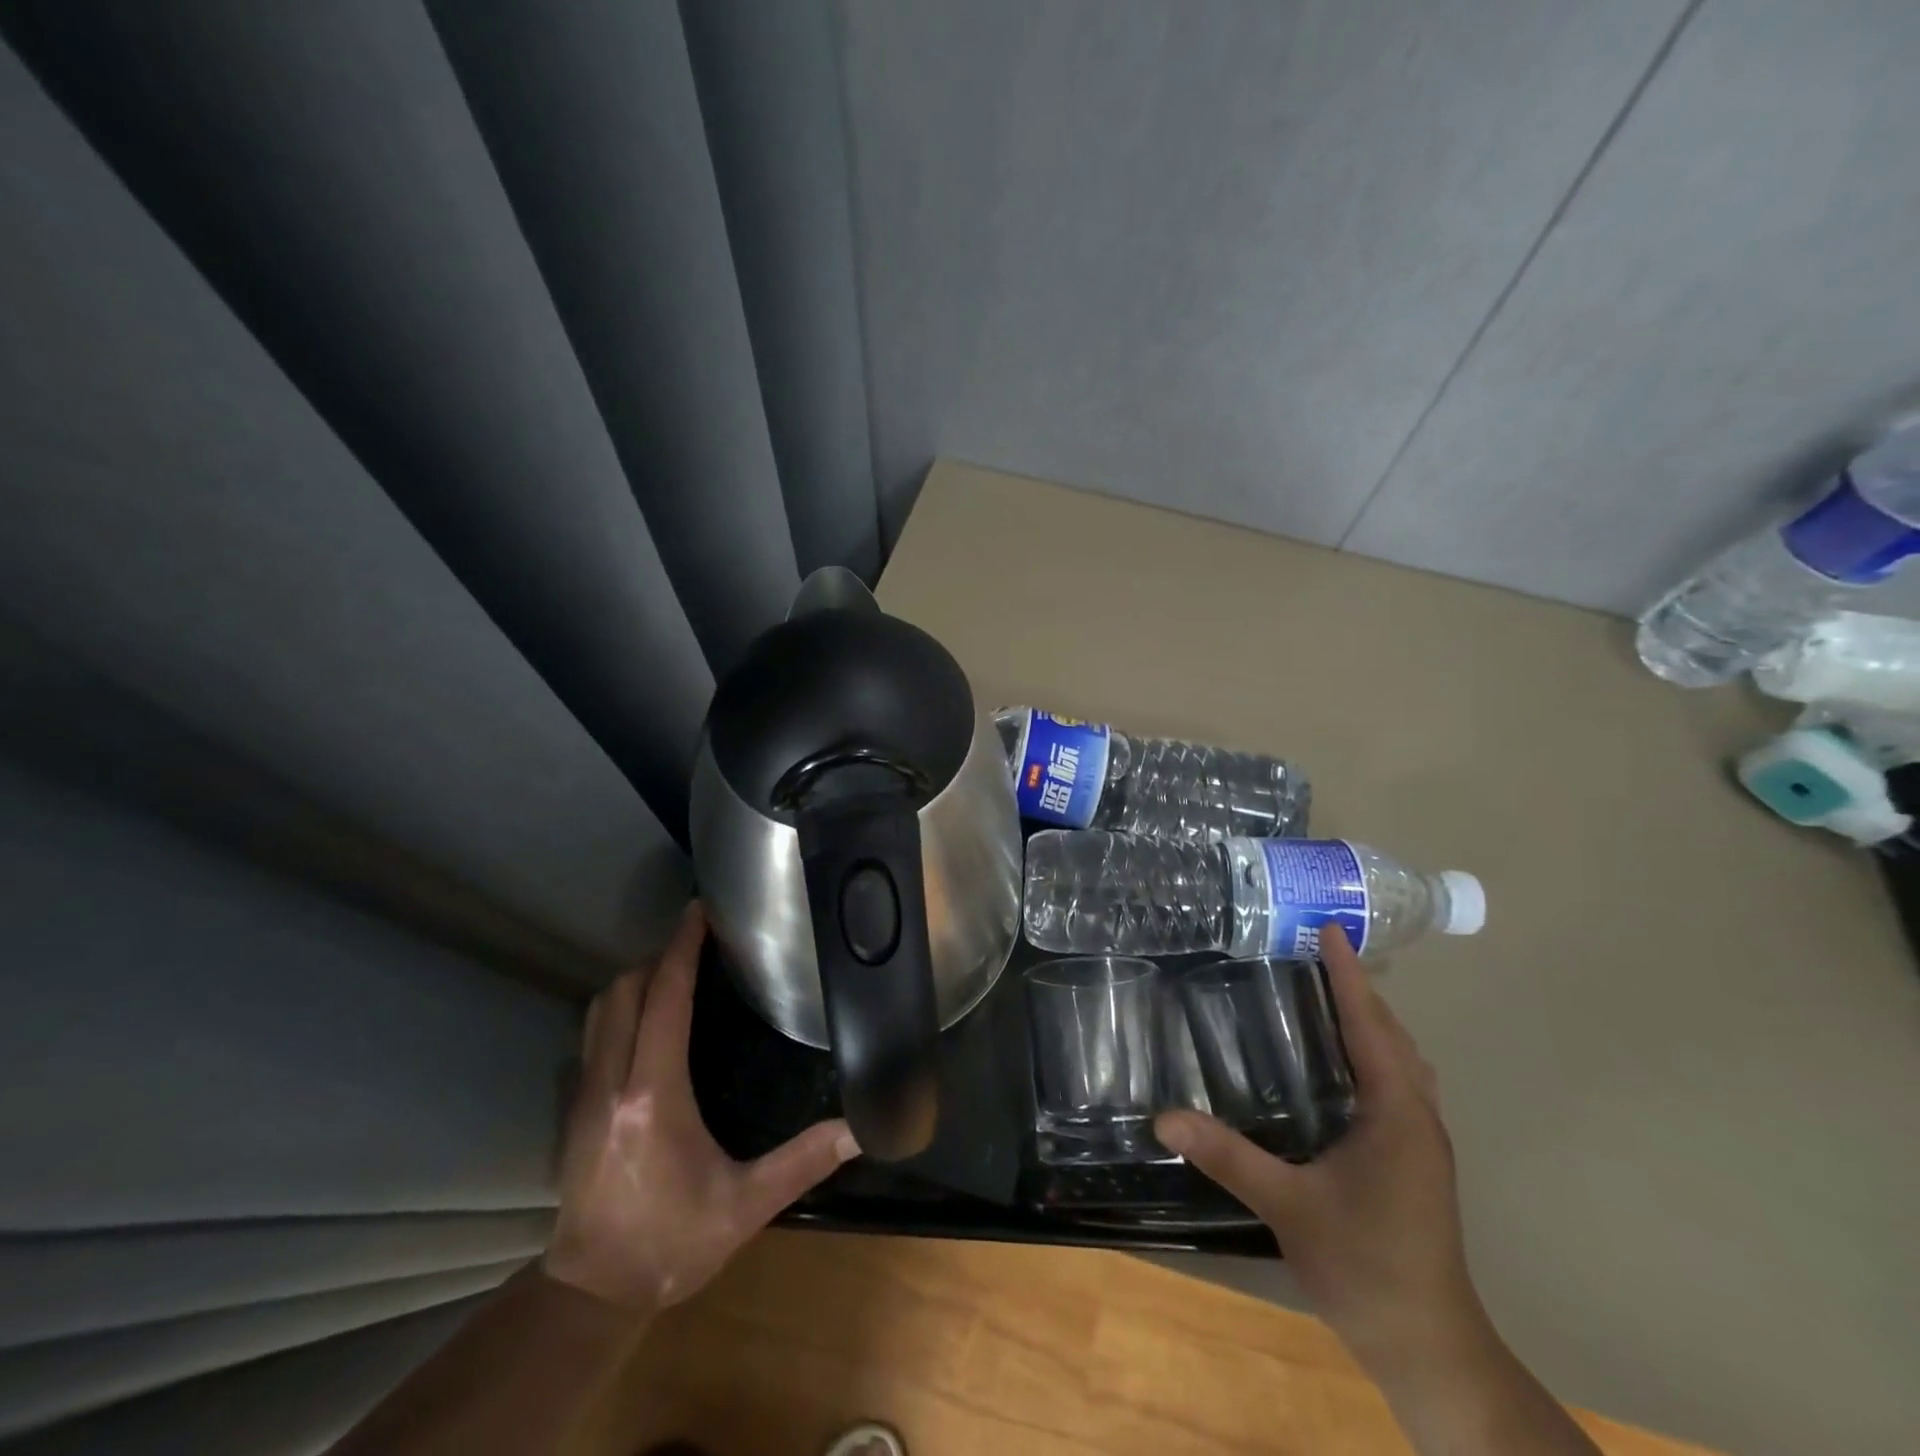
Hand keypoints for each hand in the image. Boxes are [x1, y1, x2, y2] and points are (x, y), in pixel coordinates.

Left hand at [542, 902, 858, 1312]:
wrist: (592, 1295)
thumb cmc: (672, 1244)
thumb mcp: (745, 1205)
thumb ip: (803, 1161)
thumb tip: (860, 1129)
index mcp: (654, 1094)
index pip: (664, 999)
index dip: (681, 949)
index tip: (700, 912)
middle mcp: (612, 1082)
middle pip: (624, 990)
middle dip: (659, 955)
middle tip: (699, 943)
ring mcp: (584, 1094)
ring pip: (600, 1009)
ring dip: (636, 979)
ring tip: (676, 972)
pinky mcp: (573, 1109)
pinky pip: (593, 1034)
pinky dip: (620, 1008)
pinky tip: (649, 1021)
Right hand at [1155, 925, 1486, 1375]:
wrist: (1431, 1349)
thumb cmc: (1366, 1267)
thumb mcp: (1288, 1206)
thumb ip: (1227, 1156)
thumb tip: (1164, 1118)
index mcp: (1395, 1113)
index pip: (1369, 1025)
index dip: (1348, 975)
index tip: (1329, 930)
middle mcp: (1417, 1117)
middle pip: (1392, 1035)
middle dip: (1359, 989)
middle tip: (1316, 954)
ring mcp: (1423, 1141)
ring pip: (1402, 1061)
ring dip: (1372, 1021)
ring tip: (1329, 995)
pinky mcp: (1417, 1161)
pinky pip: (1399, 1083)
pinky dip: (1376, 1053)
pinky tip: (1343, 1064)